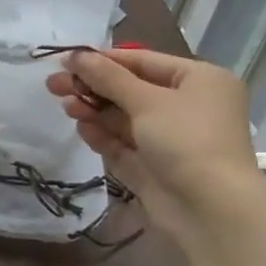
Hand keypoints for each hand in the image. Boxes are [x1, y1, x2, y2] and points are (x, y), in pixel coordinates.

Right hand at [45, 49, 265, 227]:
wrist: (211, 211)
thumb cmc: (187, 140)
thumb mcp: (147, 101)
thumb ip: (107, 77)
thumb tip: (74, 55)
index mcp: (198, 80)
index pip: (142, 61)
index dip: (102, 60)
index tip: (65, 60)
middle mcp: (187, 106)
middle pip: (130, 89)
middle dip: (93, 87)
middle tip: (53, 85)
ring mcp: (170, 139)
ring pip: (124, 118)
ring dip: (94, 111)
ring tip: (67, 108)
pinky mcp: (154, 167)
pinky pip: (124, 145)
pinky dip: (103, 135)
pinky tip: (82, 129)